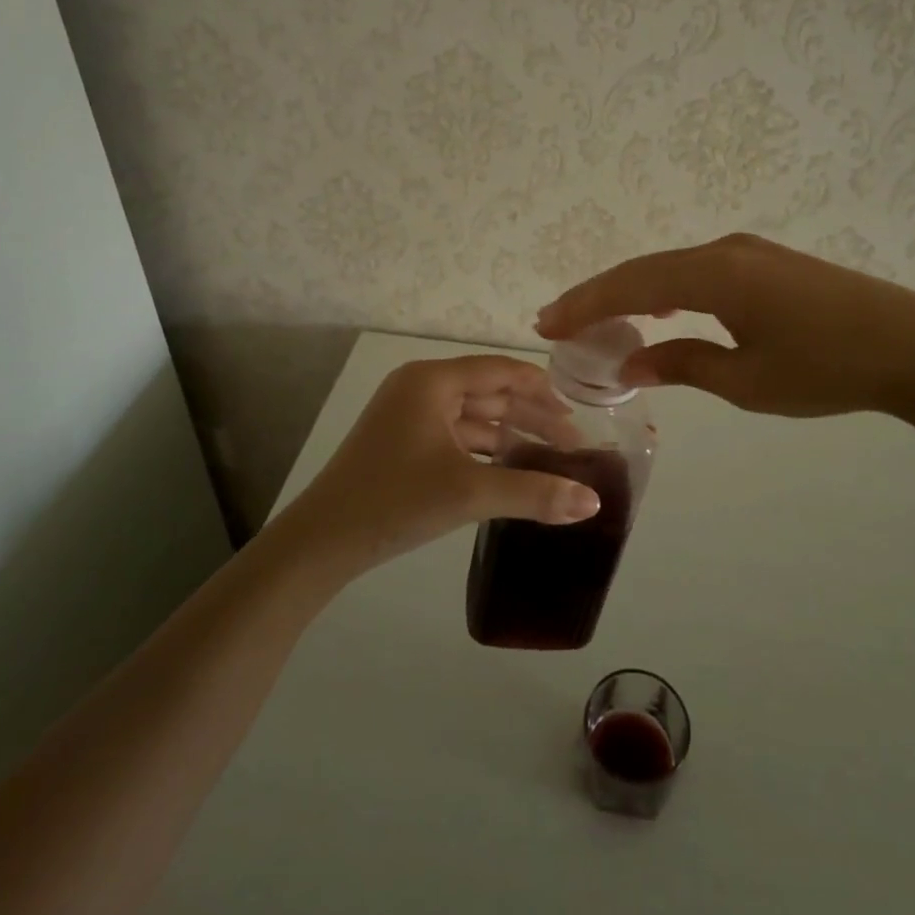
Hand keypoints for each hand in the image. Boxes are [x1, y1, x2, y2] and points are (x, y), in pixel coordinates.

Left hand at [272, 355, 601, 577]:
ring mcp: (408, 417)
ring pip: (473, 418)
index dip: (541, 389)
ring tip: (550, 462)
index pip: (500, 371)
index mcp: (431, 381)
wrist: (321, 543)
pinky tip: (511, 472)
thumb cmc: (394, 501)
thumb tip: (593, 503)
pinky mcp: (403, 444)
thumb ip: (534, 493)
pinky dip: (485, 452)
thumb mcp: (469, 493)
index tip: (576, 414)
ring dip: (510, 436)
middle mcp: (420, 388)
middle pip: (489, 393)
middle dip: (531, 417)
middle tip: (572, 445)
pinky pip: (456, 438)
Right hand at [536, 233, 914, 418]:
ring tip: (597, 317)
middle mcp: (724, 250)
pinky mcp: (768, 264)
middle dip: (598, 296)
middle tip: (558, 321)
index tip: (546, 324)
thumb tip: (629, 362)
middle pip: (644, 270)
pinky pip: (699, 271)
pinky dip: (666, 289)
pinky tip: (659, 307)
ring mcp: (748, 252)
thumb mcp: (747, 380)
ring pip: (671, 268)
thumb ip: (682, 364)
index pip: (631, 286)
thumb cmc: (827, 368)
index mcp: (714, 274)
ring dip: (631, 292)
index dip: (585, 304)